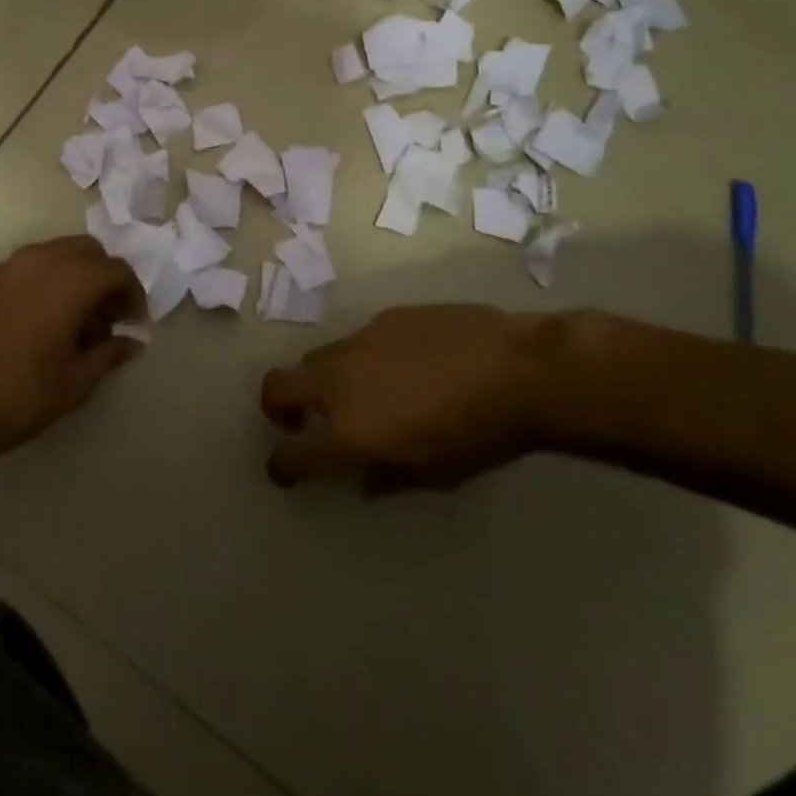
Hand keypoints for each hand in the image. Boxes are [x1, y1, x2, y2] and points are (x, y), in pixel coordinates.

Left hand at [0, 236, 144, 461]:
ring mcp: (12, 266)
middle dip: (106, 279)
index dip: (133, 294)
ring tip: (79, 324)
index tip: (134, 323)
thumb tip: (132, 343)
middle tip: (109, 319)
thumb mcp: (74, 383)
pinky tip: (49, 321)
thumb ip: (109, 355)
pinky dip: (53, 279)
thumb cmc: (17, 397)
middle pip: (90, 252)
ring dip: (80, 277)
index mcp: (69, 281)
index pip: (116, 270)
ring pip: (61, 253)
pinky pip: (36, 264)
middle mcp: (42, 260)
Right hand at [260, 305, 562, 492]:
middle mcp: (339, 383)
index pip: (290, 454)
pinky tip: (403, 364)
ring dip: (321, 381)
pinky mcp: (381, 317)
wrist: (518, 368)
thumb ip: (388, 477)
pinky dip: (362, 359)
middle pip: (276, 387)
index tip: (287, 471)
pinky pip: (357, 340)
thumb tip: (363, 478)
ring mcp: (357, 342)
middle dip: (276, 408)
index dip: (282, 467)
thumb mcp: (435, 473)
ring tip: (359, 392)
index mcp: (348, 431)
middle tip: (301, 421)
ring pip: (314, 359)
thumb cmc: (480, 435)